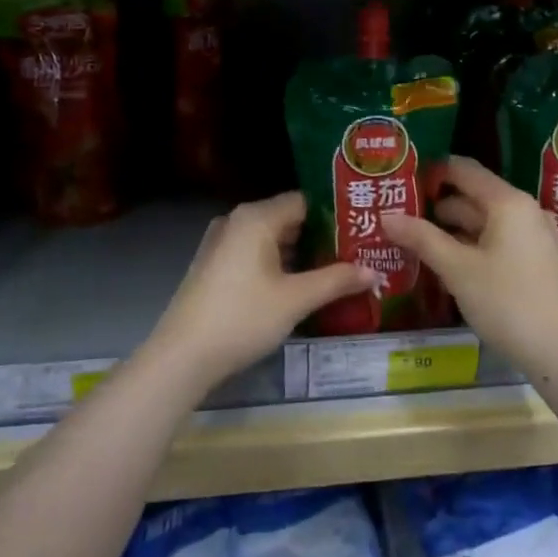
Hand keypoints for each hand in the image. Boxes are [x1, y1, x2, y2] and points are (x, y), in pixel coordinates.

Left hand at [149, 192, 378, 385]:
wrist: (183, 356)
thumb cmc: (243, 317)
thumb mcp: (296, 299)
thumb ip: (337, 280)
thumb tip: (374, 270)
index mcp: (256, 217)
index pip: (305, 201)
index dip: (336, 214)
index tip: (364, 228)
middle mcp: (237, 221)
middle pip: (289, 219)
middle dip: (322, 236)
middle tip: (359, 251)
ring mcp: (222, 244)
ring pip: (272, 239)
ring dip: (302, 254)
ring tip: (339, 269)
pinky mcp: (216, 267)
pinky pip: (256, 255)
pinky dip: (280, 265)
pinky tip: (302, 285)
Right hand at [380, 156, 557, 368]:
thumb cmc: (509, 302)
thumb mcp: (458, 270)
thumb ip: (422, 239)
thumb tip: (387, 217)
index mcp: (508, 202)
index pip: (464, 170)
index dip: (433, 172)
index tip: (402, 182)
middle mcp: (525, 211)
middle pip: (474, 198)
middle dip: (437, 208)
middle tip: (399, 218)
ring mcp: (535, 238)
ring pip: (486, 224)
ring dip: (453, 232)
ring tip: (416, 244)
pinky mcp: (538, 263)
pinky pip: (499, 243)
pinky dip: (473, 248)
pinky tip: (450, 267)